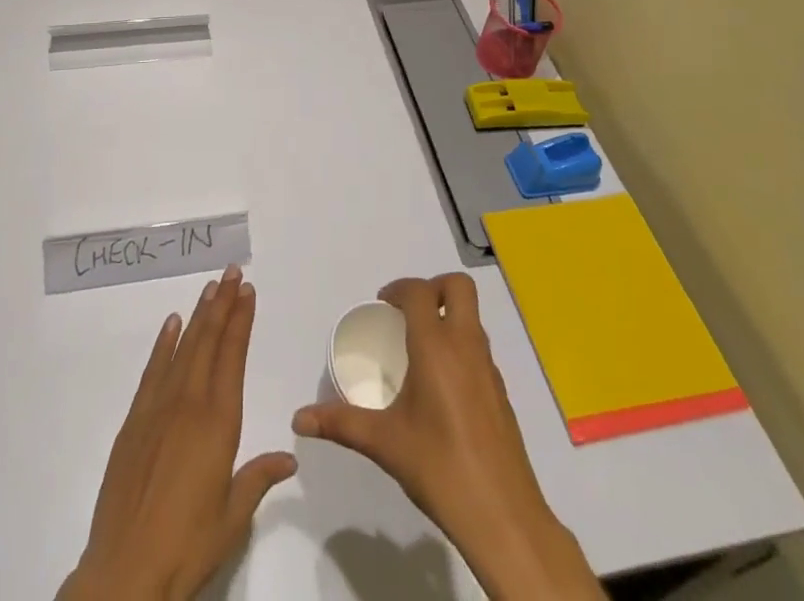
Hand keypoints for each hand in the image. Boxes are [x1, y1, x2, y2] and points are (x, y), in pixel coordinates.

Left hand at [58, 265, 296, 600]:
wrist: (125, 572)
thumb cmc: (187, 545)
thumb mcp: (232, 518)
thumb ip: (258, 478)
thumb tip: (289, 455)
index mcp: (218, 422)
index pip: (232, 356)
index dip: (240, 321)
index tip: (248, 291)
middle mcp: (189, 403)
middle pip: (207, 341)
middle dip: (222, 304)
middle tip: (232, 273)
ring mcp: (157, 409)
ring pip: (182, 348)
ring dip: (197, 316)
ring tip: (210, 288)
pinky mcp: (134, 422)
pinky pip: (152, 371)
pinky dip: (163, 344)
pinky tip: (171, 325)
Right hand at [291, 274, 603, 600]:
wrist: (503, 516)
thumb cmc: (439, 468)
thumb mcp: (384, 443)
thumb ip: (341, 423)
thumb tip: (300, 419)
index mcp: (436, 346)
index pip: (420, 292)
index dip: (399, 289)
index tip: (382, 306)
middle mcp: (466, 345)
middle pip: (458, 287)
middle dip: (433, 288)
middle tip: (408, 313)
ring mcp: (489, 367)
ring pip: (472, 317)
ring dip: (447, 316)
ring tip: (419, 348)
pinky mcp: (501, 392)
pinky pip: (479, 348)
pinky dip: (460, 346)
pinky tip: (441, 386)